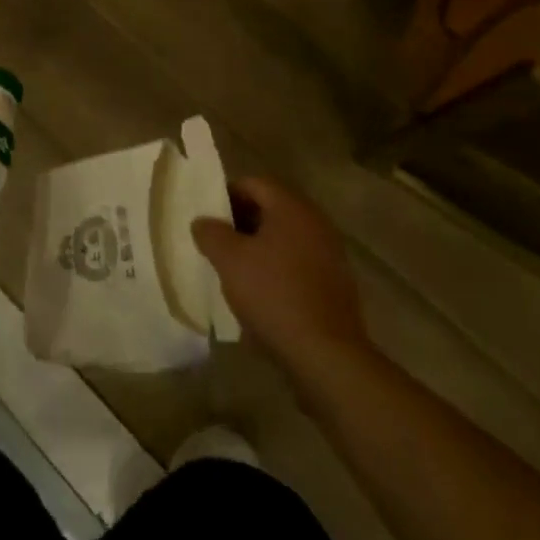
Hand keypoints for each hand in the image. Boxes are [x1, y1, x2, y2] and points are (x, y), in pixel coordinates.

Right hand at [192, 177, 367, 374]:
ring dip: (260, 246)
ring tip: (236, 269)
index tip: (208, 216)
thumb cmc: (274, 295)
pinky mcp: (335, 284)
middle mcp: (315, 222)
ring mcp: (330, 254)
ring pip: (285, 237)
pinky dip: (278, 268)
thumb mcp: (229, 260)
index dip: (226, 194)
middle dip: (242, 221)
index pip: (253, 183)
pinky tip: (262, 293)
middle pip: (271, 208)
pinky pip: (299, 262)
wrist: (327, 355)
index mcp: (291, 207)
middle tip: (218, 242)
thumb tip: (203, 222)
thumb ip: (211, 233)